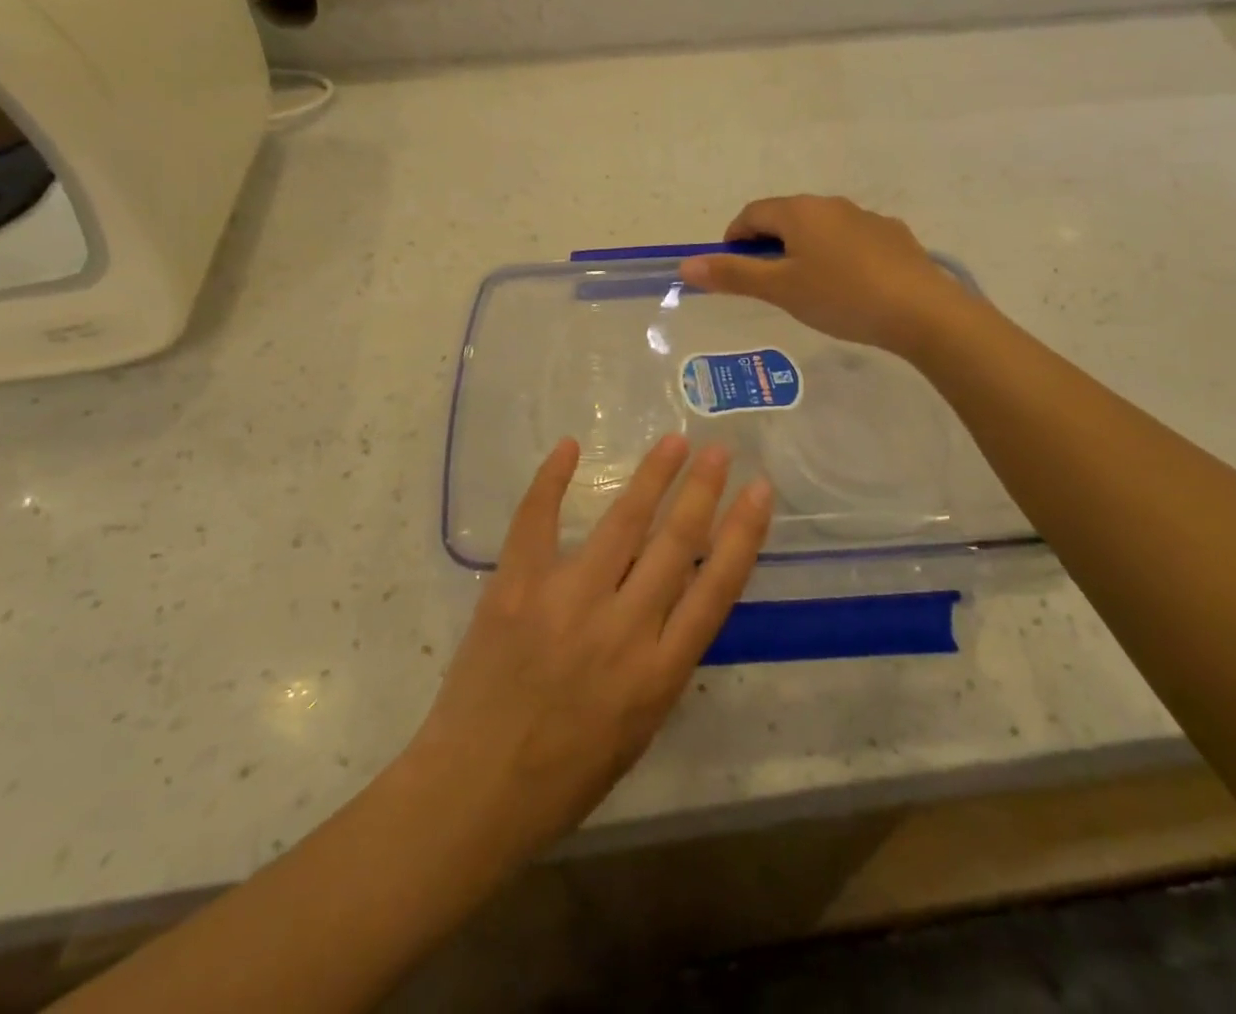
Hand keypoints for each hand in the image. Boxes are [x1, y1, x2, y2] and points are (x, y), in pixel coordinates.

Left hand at [409, 435, 771, 860]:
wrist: (475, 794)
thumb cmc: (566, 774)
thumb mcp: (640, 726)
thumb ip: (663, 659)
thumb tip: (675, 596)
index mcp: (659, 671)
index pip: (718, 587)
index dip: (743, 532)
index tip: (759, 490)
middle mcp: (623, 628)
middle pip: (677, 543)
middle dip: (702, 490)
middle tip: (719, 449)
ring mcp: (567, 601)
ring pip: (622, 523)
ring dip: (652, 476)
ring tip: (674, 441)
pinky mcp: (516, 588)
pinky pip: (537, 521)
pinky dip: (551, 480)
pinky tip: (569, 447)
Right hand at [679, 195, 969, 358]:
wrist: (921, 310)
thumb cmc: (840, 297)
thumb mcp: (780, 289)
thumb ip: (733, 275)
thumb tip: (687, 264)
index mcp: (800, 211)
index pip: (752, 213)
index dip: (735, 238)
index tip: (732, 269)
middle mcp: (832, 204)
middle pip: (787, 217)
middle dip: (769, 244)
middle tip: (767, 283)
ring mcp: (866, 218)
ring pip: (821, 228)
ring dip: (804, 249)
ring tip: (808, 288)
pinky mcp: (893, 236)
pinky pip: (851, 240)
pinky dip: (837, 256)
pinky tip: (848, 287)